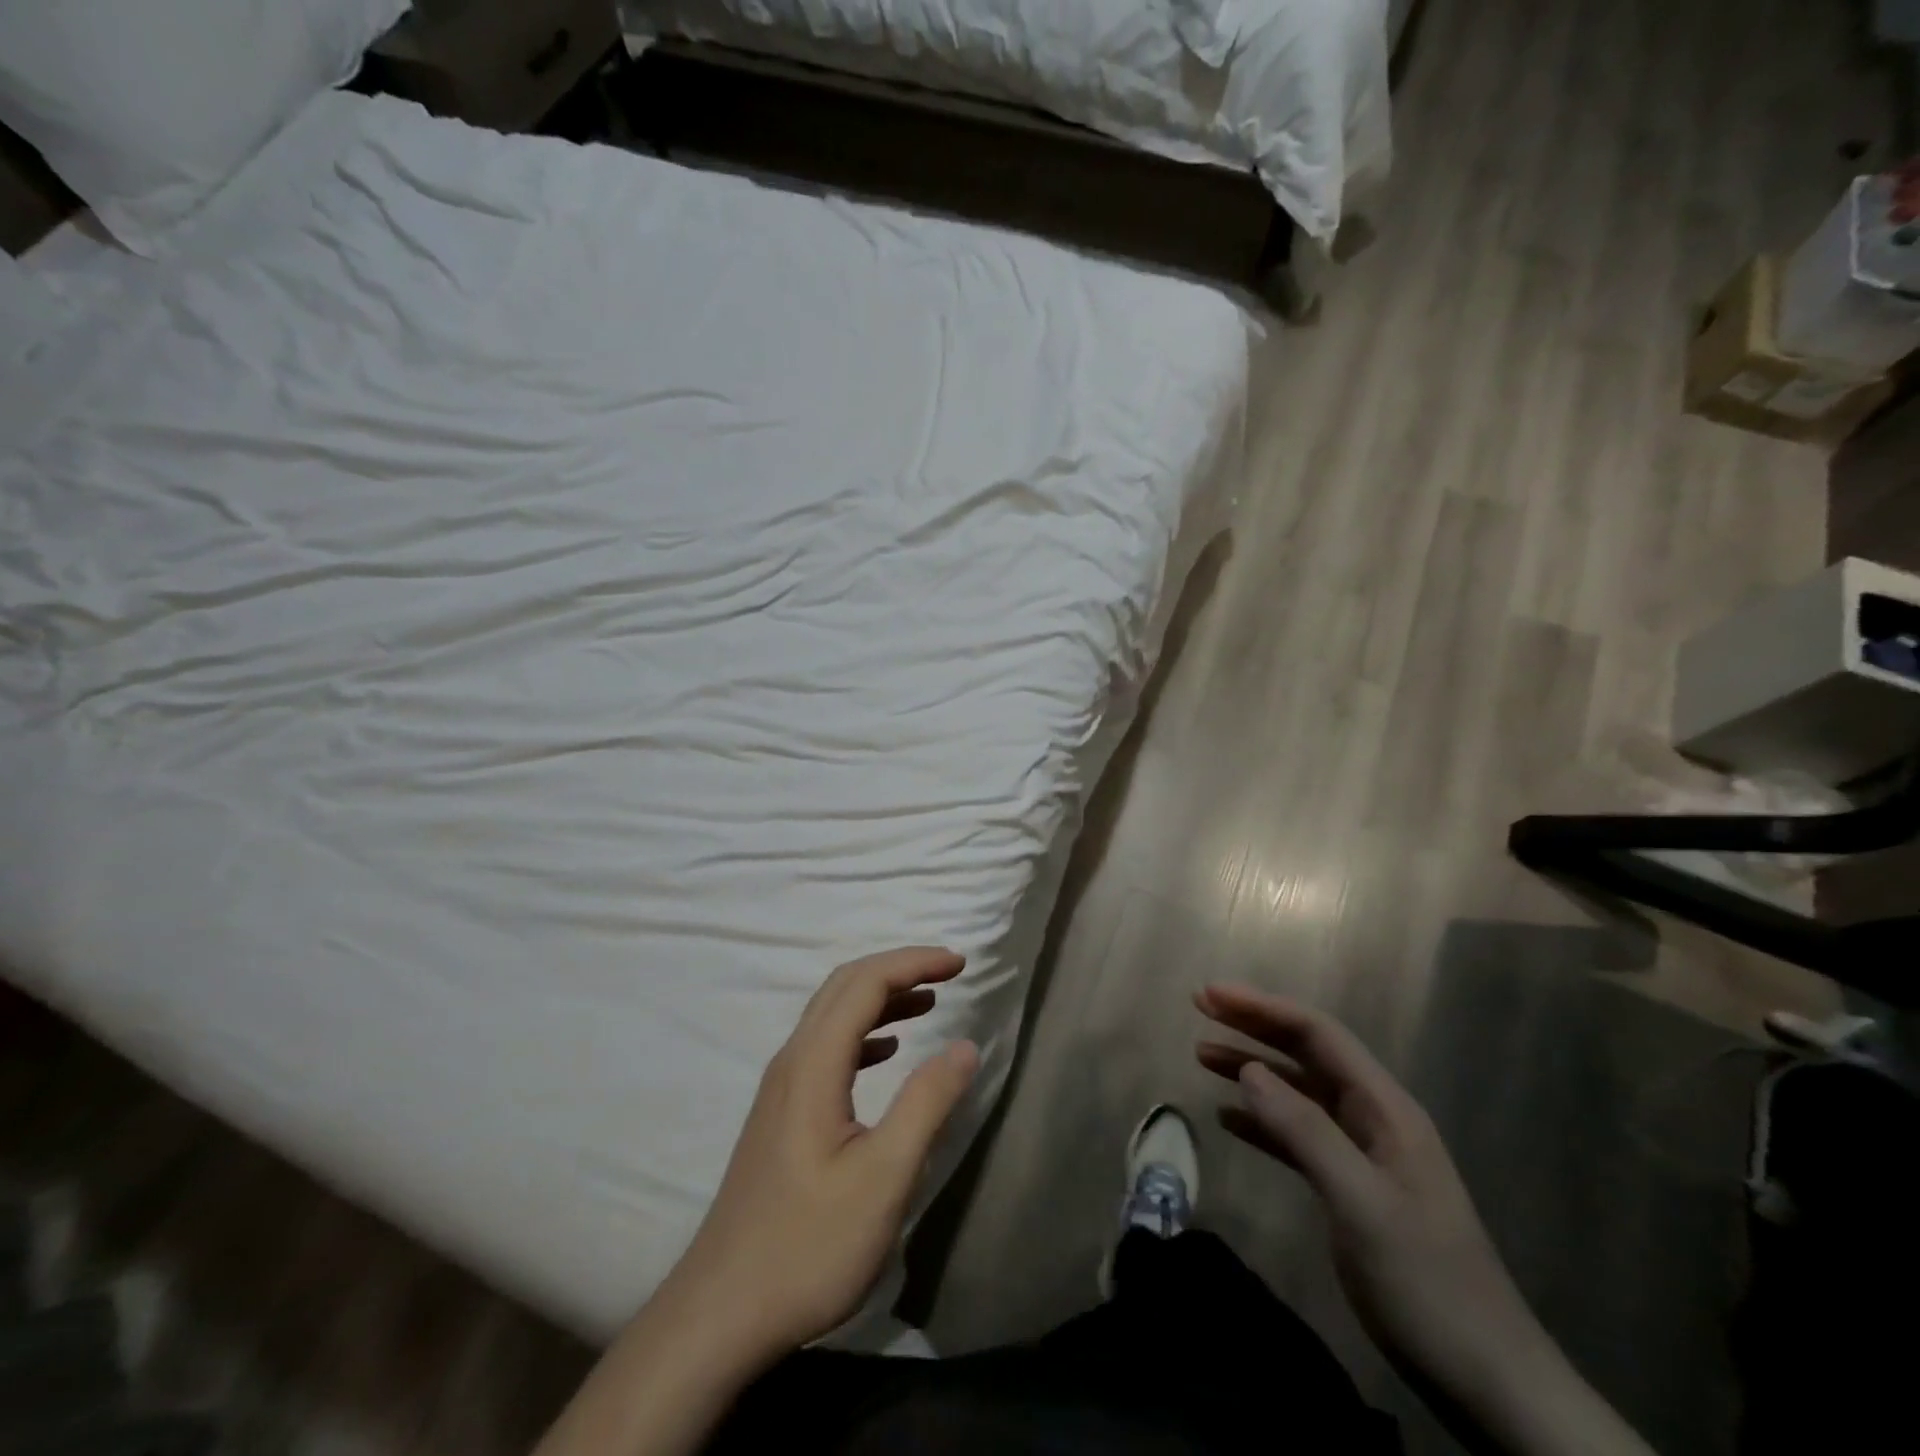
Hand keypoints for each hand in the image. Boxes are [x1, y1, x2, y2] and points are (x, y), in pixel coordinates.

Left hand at [668, 947, 979, 1359]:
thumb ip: (926, 1105)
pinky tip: (887, 1052)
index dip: (914, 962)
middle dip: (899, 968)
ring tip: (928, 1002)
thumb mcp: (882, 1179)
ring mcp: (782, 1088)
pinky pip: (827, 1047)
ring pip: (833, 1015)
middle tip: (948, 973)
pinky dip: (865, 1032)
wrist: (720, 1313)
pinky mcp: (782, 1114)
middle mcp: (792, 1061)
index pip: (865, 983)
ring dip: (881, 997)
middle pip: (845, 986)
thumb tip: (964, 1045)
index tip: (959, 964)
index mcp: (813, 1064)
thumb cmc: (807, 1247)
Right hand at [1194, 985, 1530, 1387]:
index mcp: (1385, 1109)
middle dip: (1254, 1026)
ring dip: (1252, 1069)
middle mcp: (1374, 1118)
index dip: (1263, 1008)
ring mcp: (1365, 1154)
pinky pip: (1298, 1136)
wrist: (1489, 1381)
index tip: (1211, 995)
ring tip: (1202, 1055)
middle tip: (1201, 1007)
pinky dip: (1262, 1120)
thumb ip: (1305, 1131)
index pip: (1318, 1035)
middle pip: (1307, 1054)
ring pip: (1299, 1092)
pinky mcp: (1353, 1188)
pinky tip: (1229, 1118)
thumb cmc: (1426, 1283)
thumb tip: (1248, 1069)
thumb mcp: (1362, 1204)